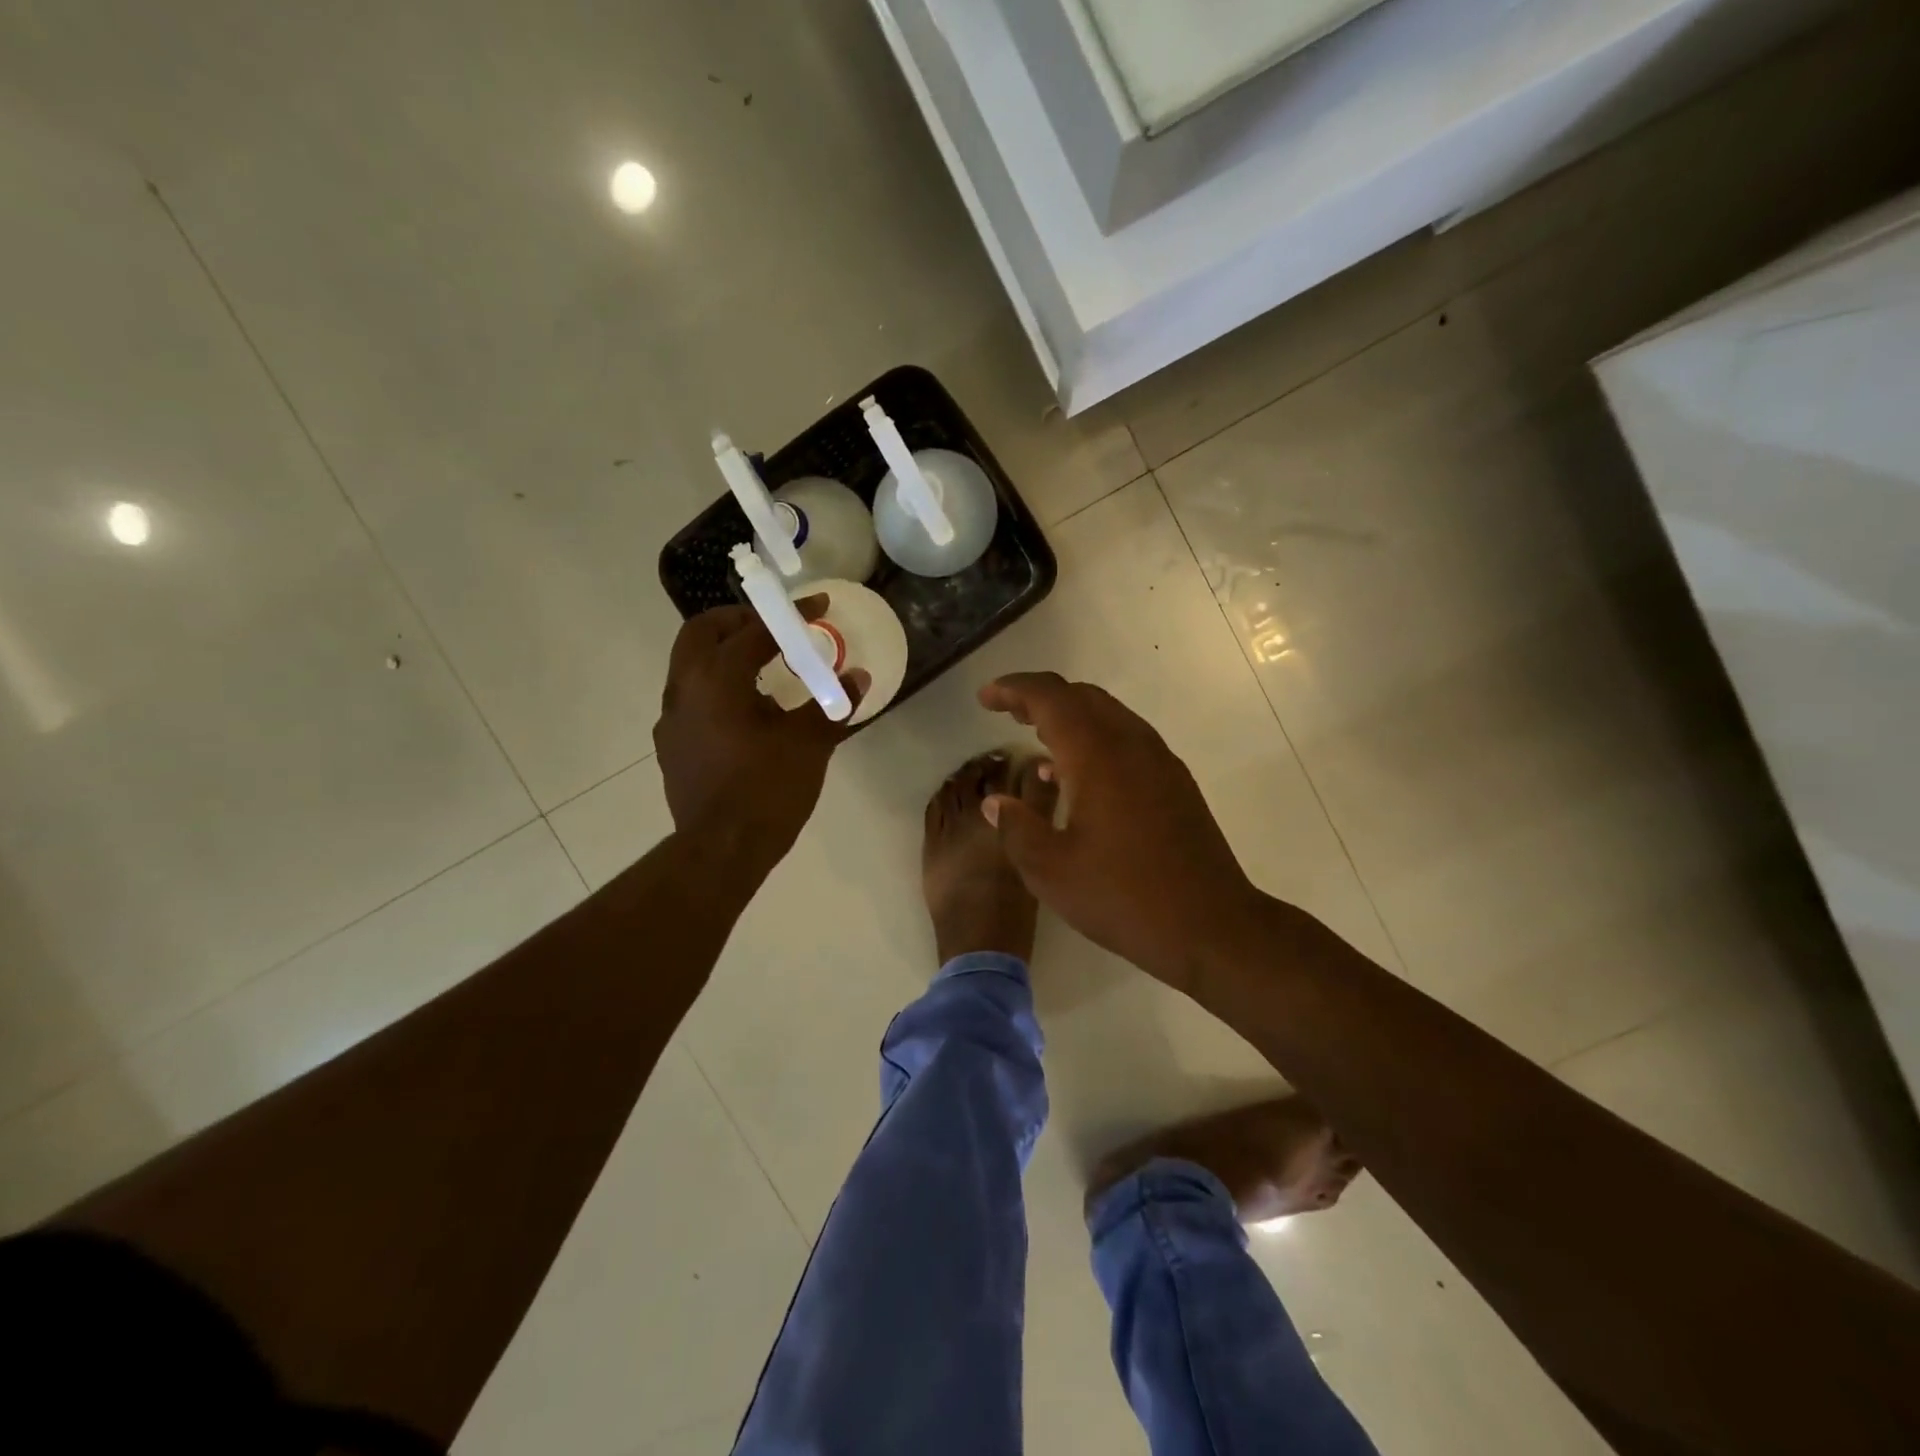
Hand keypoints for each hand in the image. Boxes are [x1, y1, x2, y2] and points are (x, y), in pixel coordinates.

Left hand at [655, 600, 864, 876]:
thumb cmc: (767, 790)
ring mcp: (671, 718)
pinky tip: (744, 711)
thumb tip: (858, 678)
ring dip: (724, 653)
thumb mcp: (809, 743)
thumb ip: (832, 704)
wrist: (721, 850)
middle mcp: (684, 689)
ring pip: (690, 664)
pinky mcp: (671, 745)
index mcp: (717, 679)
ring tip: (763, 667)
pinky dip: (715, 686)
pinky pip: (690, 697)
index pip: (754, 630)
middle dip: (739, 621)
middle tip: (775, 629)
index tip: (818, 608)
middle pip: (702, 632)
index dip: (790, 616)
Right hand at [977, 672, 1260, 991]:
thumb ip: (1016, 828)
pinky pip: (1126, 738)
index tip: (986, 698)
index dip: (1014, 689)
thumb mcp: (1051, 871)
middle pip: (1081, 696)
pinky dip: (1094, 738)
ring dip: (1069, 716)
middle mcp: (1132, 744)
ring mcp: (1160, 761)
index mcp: (1098, 755)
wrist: (1212, 926)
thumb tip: (995, 802)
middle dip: (1040, 697)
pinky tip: (1077, 777)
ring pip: (1108, 714)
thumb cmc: (1124, 897)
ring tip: (1037, 738)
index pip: (1051, 697)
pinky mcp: (1175, 782)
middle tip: (1008, 712)